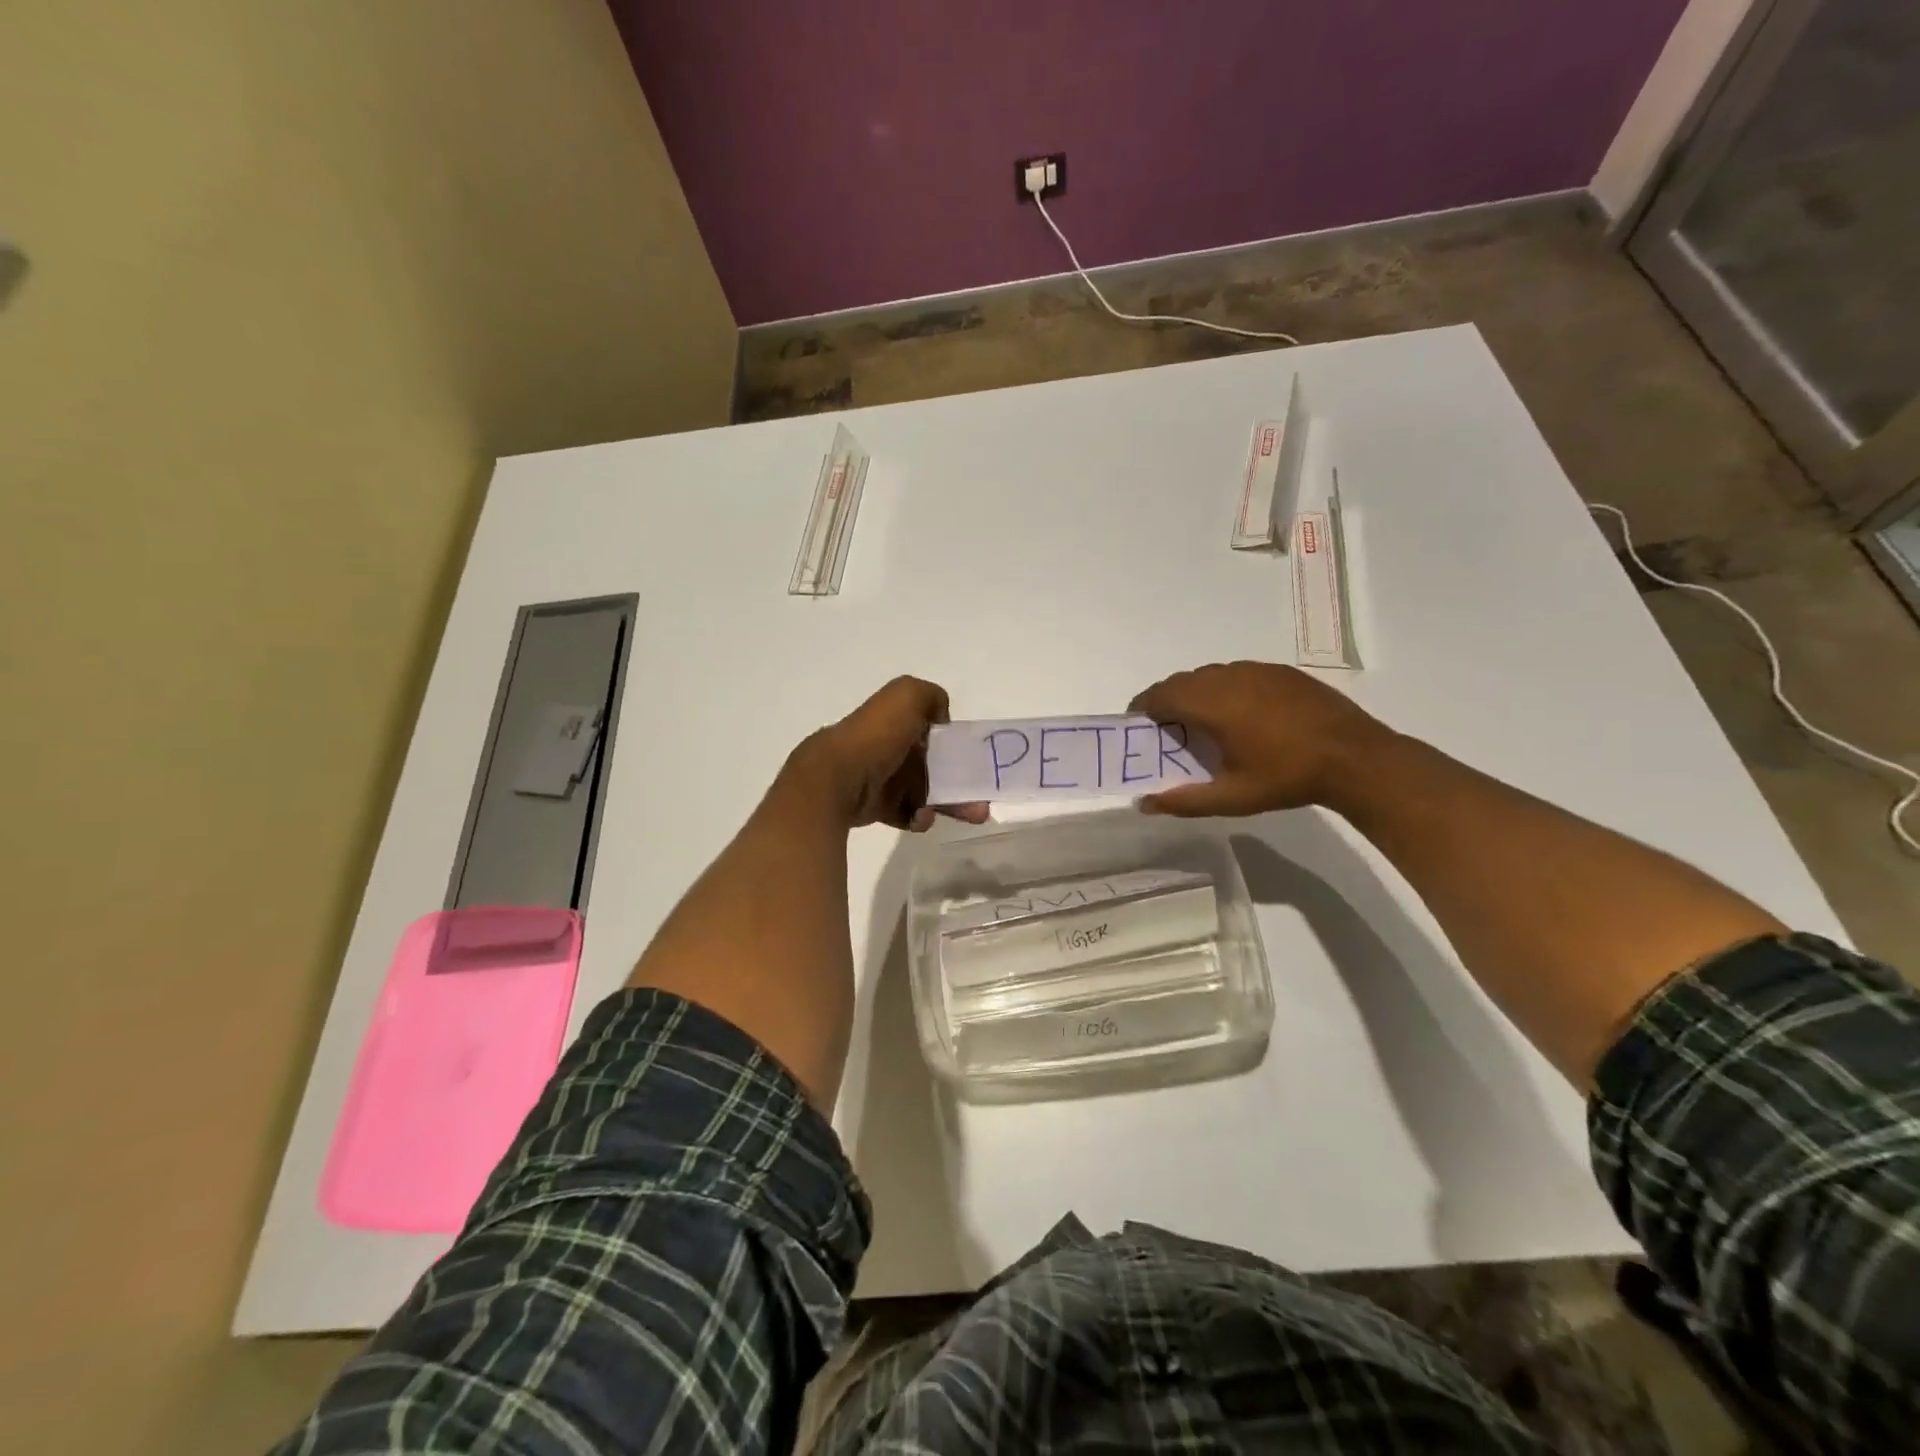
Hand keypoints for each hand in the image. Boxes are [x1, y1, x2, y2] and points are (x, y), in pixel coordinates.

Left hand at [781, 676, 990, 831]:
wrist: (834, 782)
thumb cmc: (874, 737)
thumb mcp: (906, 696)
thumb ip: (930, 697)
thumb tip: (940, 718)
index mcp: (893, 721)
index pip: (929, 731)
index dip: (953, 744)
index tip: (974, 760)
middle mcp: (886, 747)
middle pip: (932, 766)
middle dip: (960, 781)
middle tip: (982, 799)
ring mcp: (880, 779)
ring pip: (924, 792)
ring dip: (949, 804)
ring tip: (972, 815)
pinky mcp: (875, 807)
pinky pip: (906, 814)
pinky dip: (919, 817)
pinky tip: (921, 818)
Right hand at [1129, 661, 1392, 816]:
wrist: (1355, 758)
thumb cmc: (1287, 778)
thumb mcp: (1232, 798)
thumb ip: (1184, 801)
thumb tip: (1144, 804)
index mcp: (1211, 704)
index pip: (1160, 695)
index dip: (1143, 708)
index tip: (1138, 726)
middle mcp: (1228, 677)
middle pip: (1181, 681)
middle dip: (1166, 701)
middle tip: (1166, 730)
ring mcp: (1256, 670)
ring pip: (1209, 675)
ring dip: (1195, 693)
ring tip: (1202, 722)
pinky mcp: (1280, 672)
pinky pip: (1236, 673)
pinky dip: (1223, 688)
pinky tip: (1239, 714)